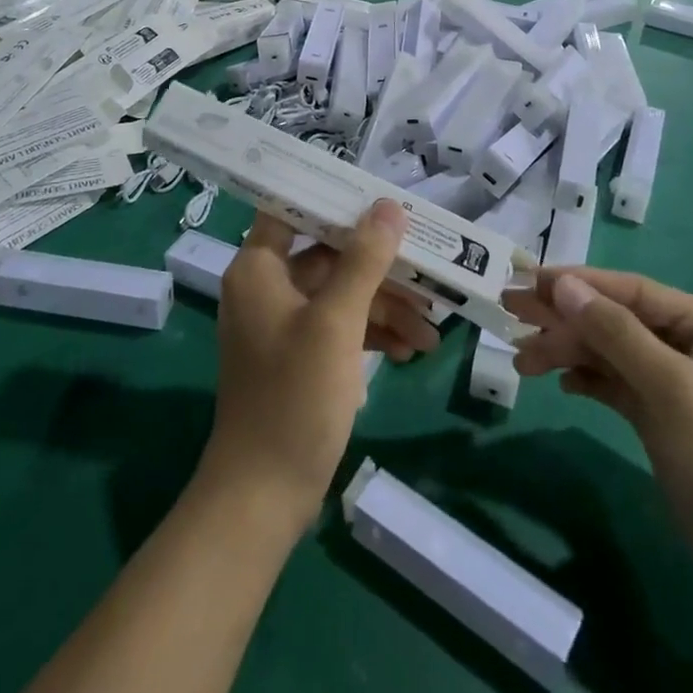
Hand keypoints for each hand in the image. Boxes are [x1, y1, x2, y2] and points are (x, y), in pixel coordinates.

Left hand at [200, 202, 437, 530]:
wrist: (264, 496)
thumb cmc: (294, 397)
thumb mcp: (335, 323)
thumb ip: (363, 260)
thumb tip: (388, 207)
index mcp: (259, 267)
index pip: (291, 208)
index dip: (331, 196)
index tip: (378, 196)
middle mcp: (267, 286)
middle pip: (328, 254)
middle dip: (379, 266)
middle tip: (427, 270)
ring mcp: (284, 323)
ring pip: (340, 293)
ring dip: (385, 305)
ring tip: (432, 326)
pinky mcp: (300, 355)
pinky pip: (340, 327)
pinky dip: (372, 333)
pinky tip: (410, 350)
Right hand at [506, 268, 692, 606]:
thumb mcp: (671, 388)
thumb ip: (615, 332)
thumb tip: (564, 284)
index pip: (630, 289)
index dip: (576, 283)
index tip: (526, 281)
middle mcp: (692, 344)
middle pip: (615, 318)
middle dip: (564, 318)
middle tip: (509, 313)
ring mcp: (678, 383)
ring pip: (611, 352)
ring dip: (568, 352)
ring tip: (522, 362)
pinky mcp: (665, 418)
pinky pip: (617, 384)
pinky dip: (589, 380)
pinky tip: (562, 384)